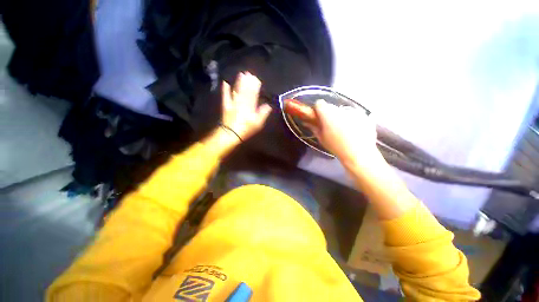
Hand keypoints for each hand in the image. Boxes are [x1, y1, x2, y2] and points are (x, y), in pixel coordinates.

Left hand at [221, 72, 271, 140]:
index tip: (257, 79)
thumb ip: (263, 113)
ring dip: (239, 82)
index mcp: (250, 106)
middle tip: (249, 73)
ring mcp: (233, 103)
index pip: (253, 94)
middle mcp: (242, 102)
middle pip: (245, 90)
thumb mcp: (258, 123)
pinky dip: (225, 89)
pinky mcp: (226, 106)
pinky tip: (225, 82)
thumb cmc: (246, 129)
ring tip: (241, 74)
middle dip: (248, 82)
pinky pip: (225, 96)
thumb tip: (268, 105)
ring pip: (237, 91)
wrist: (231, 134)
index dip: (255, 86)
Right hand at [309, 100, 381, 166]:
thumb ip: (314, 128)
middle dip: (329, 114)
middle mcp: (340, 109)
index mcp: (328, 114)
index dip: (317, 110)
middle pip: (331, 107)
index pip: (319, 103)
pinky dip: (351, 119)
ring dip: (340, 116)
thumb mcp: (322, 139)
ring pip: (342, 110)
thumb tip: (307, 123)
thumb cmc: (336, 147)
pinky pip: (353, 114)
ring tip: (343, 129)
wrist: (358, 153)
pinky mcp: (363, 115)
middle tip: (330, 125)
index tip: (318, 118)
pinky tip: (353, 130)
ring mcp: (353, 111)